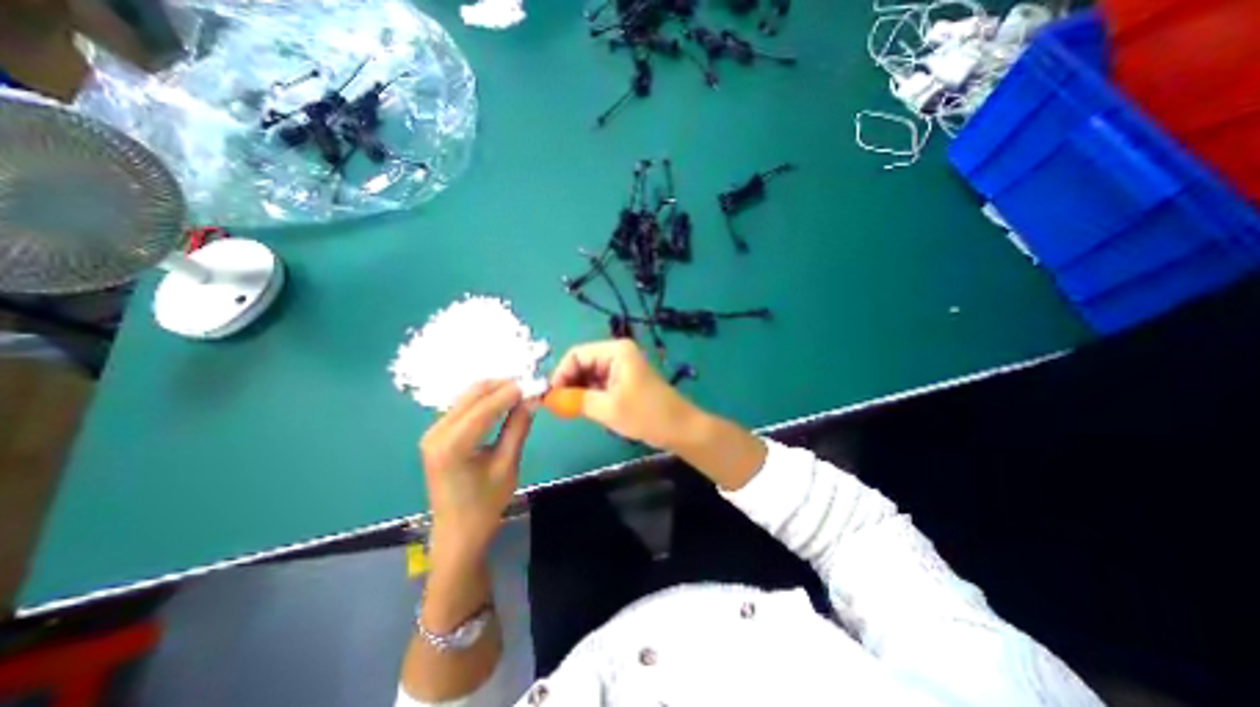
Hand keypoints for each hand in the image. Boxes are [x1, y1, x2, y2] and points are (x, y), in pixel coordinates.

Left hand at [419, 380, 527, 561]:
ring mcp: (433, 431)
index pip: (485, 406)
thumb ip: (518, 427)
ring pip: (468, 397)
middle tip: (530, 387)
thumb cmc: (485, 504)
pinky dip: (486, 401)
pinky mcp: (437, 434)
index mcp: (452, 445)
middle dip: (503, 386)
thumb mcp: (507, 465)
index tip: (536, 383)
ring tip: (522, 394)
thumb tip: (534, 399)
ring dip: (496, 391)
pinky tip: (504, 404)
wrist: (457, 532)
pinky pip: (464, 407)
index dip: (512, 391)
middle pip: (473, 394)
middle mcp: (436, 432)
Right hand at [549, 340, 699, 448]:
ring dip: (578, 390)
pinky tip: (584, 408)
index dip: (560, 374)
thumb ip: (575, 400)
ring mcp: (621, 367)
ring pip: (589, 374)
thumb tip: (547, 399)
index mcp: (615, 350)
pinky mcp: (624, 380)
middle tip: (558, 407)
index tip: (551, 397)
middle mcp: (617, 353)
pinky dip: (589, 395)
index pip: (576, 354)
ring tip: (570, 410)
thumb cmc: (645, 414)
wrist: (679, 428)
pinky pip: (599, 383)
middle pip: (582, 363)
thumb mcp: (607, 408)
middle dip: (568, 383)